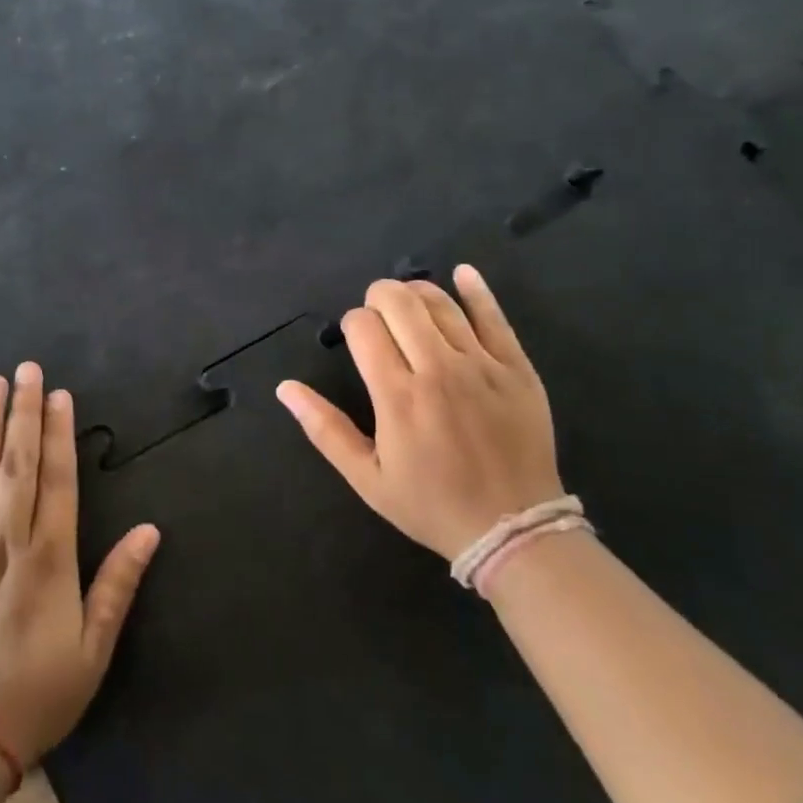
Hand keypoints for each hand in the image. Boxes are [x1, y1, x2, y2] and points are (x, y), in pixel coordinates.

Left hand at [0, 364, 161, 766]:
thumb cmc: (36, 697)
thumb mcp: (93, 651)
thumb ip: (118, 585)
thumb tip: (150, 530)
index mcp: (48, 561)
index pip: (56, 481)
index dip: (59, 434)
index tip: (60, 395)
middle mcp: (4, 544)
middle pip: (17, 465)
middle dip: (24, 413)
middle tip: (26, 369)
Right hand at [276, 266, 562, 559]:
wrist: (512, 529)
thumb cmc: (430, 504)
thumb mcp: (366, 478)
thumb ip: (324, 429)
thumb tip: (285, 387)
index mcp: (397, 396)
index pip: (364, 327)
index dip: (353, 324)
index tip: (358, 341)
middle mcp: (438, 370)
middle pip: (401, 303)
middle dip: (379, 297)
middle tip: (377, 314)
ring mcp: (482, 366)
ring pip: (442, 304)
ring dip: (417, 293)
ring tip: (408, 303)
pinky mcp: (517, 368)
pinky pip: (494, 317)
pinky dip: (475, 290)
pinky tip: (461, 274)